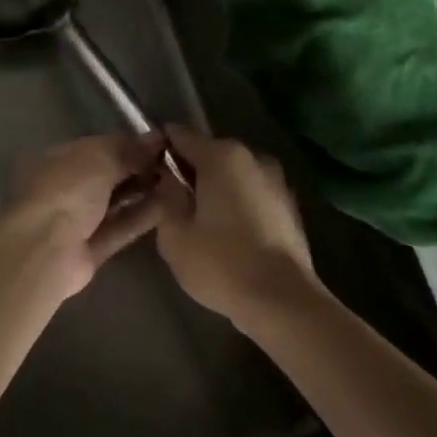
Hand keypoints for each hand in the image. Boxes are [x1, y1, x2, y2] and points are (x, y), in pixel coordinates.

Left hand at [0, 133, 166, 298]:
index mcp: (59, 158)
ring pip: (117, 202)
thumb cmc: (67, 190)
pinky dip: (143, 216)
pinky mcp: (93, 248)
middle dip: (141, 167)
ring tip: (180, 182)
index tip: (163, 142)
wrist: (44, 250)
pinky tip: (171, 206)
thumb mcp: (100, 157)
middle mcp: (67, 187)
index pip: (101, 146)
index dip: (131, 143)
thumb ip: (130, 149)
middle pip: (110, 174)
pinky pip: (122, 228)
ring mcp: (78, 219)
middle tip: (176, 163)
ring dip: (145, 192)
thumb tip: (157, 138)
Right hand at [148, 127, 320, 330]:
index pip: (180, 135)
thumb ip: (165, 198)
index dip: (160, 148)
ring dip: (214, 189)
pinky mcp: (289, 205)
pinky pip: (251, 193)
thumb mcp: (174, 236)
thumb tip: (168, 180)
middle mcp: (252, 156)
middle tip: (168, 202)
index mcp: (222, 155)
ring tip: (198, 222)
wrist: (284, 300)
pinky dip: (236, 203)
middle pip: (209, 153)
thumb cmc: (222, 264)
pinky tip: (227, 234)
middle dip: (187, 171)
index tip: (146, 170)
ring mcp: (276, 179)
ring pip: (232, 174)